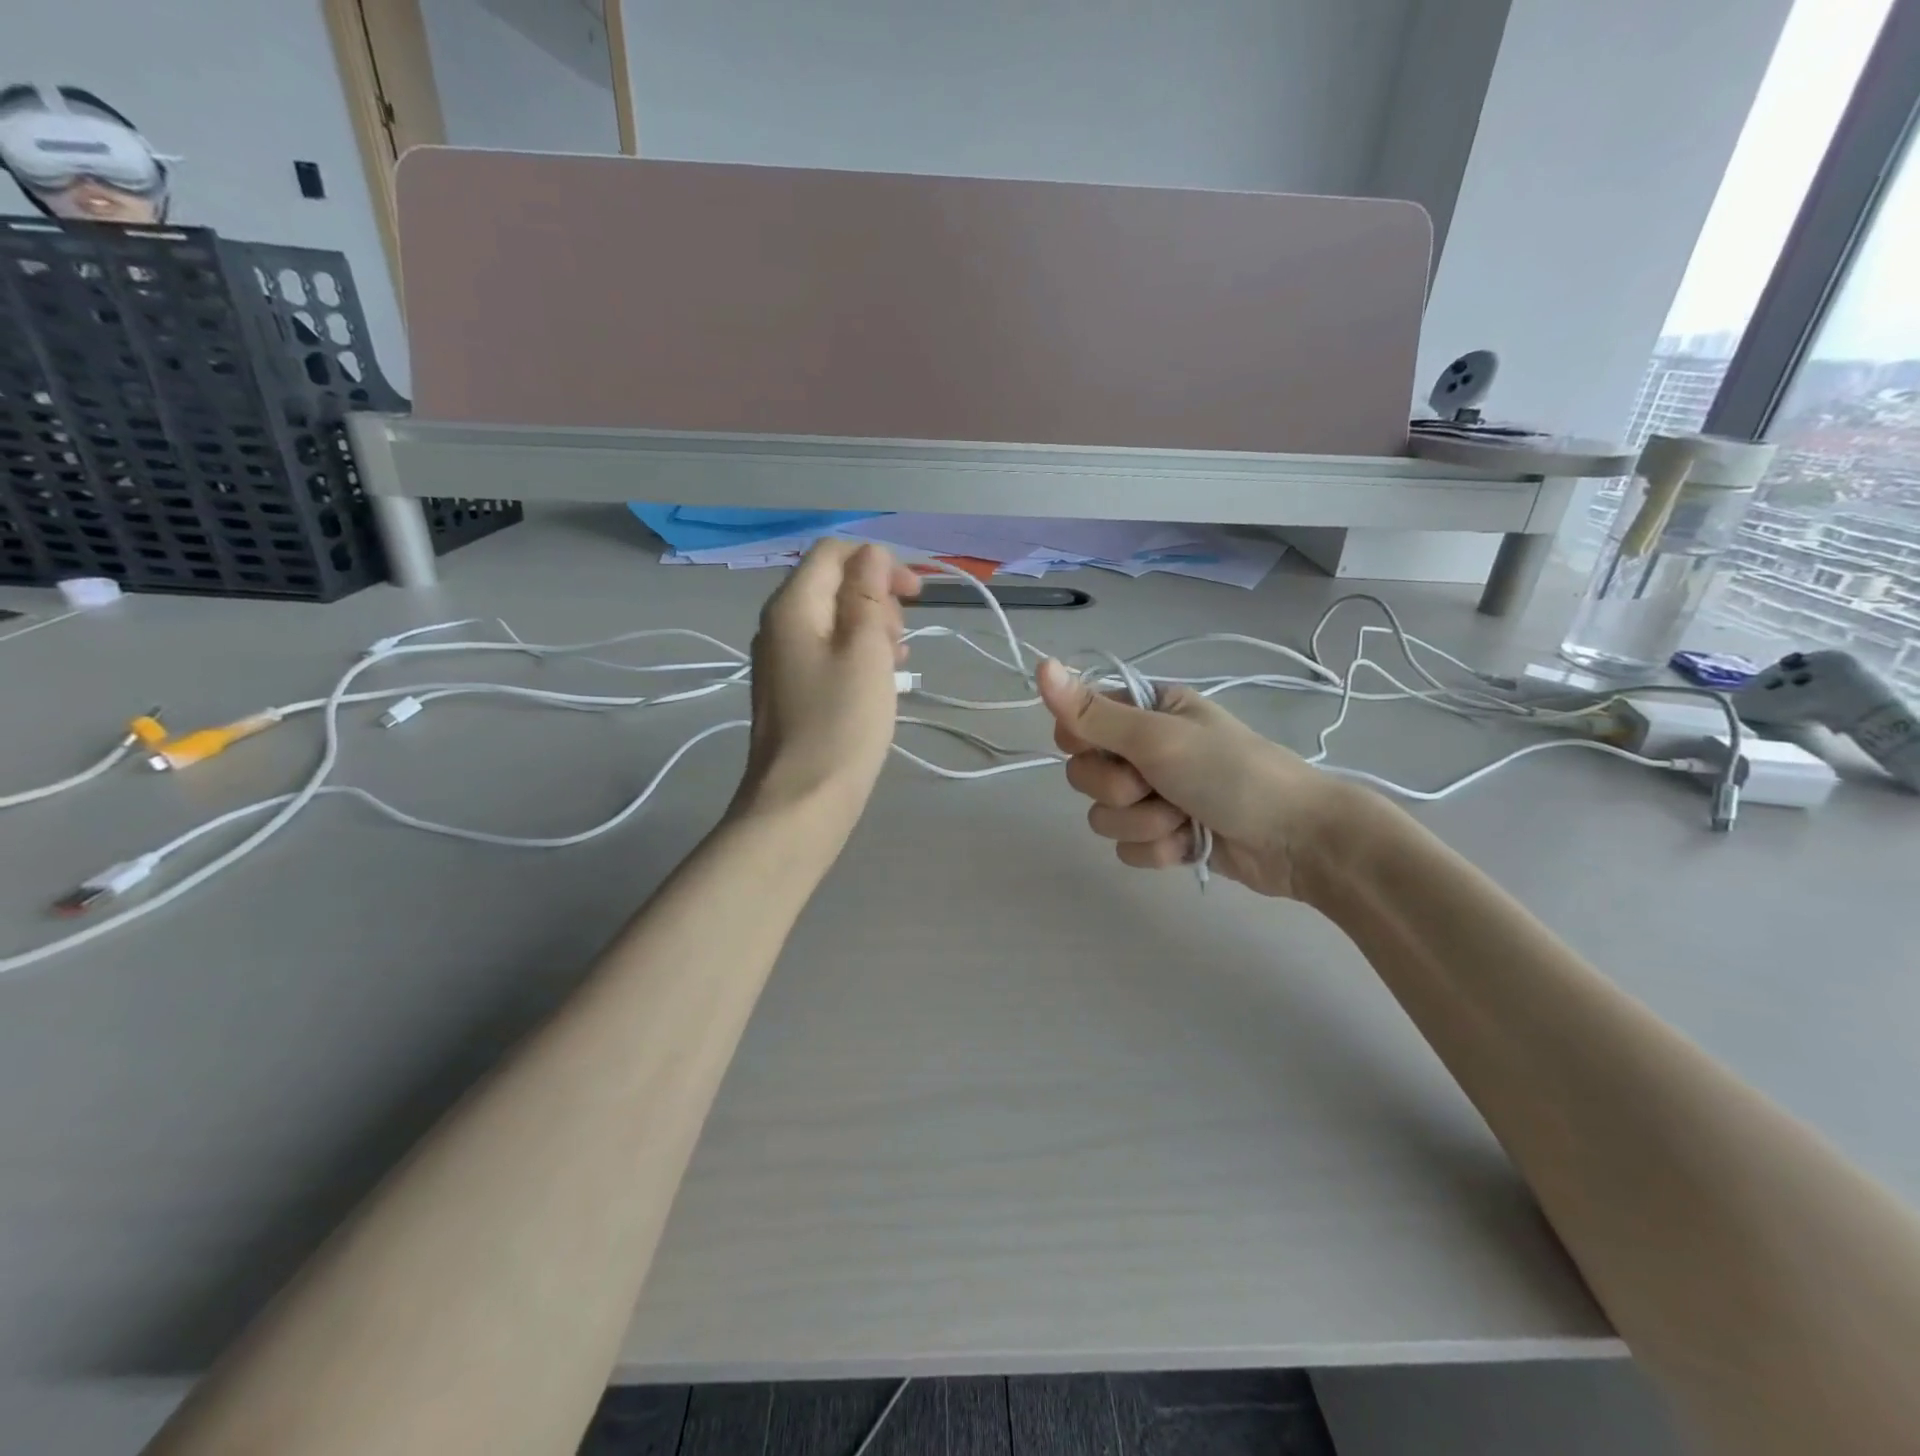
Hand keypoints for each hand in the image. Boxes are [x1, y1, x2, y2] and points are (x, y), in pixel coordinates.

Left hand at [731, 540, 920, 833]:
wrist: (802, 801)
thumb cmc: (841, 723)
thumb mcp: (865, 650)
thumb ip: (867, 594)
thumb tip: (871, 555)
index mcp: (792, 606)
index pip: (832, 552)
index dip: (877, 561)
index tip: (914, 595)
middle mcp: (779, 625)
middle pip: (833, 583)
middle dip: (876, 598)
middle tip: (901, 639)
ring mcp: (782, 659)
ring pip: (834, 620)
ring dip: (872, 629)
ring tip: (898, 661)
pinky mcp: (792, 689)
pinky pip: (829, 652)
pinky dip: (859, 655)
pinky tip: (882, 680)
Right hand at [1037, 658, 1375, 898]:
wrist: (1295, 838)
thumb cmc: (1229, 772)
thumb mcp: (1157, 737)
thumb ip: (1093, 713)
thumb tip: (1040, 665)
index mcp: (1146, 712)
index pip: (1078, 723)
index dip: (1083, 741)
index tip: (1109, 748)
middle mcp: (1146, 749)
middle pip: (1085, 774)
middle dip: (1120, 789)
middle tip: (1157, 785)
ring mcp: (1155, 795)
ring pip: (1104, 816)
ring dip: (1143, 823)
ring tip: (1185, 818)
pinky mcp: (1165, 835)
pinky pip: (1127, 847)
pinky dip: (1158, 849)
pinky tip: (1190, 843)